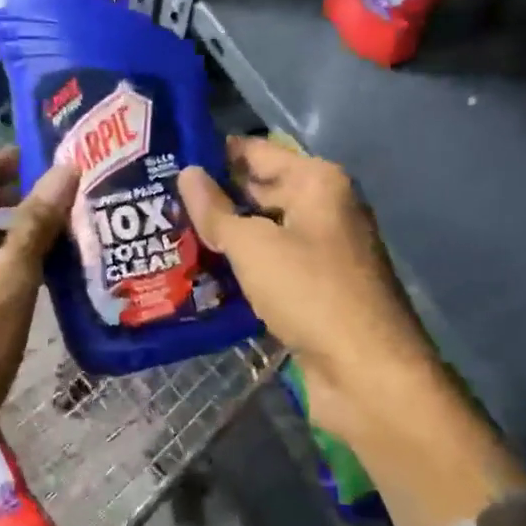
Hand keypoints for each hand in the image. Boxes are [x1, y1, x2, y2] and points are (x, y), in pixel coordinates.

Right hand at [176, 138, 442, 452]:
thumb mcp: (254, 247)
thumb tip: (187, 174)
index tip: (168, 158)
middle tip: (157, 200)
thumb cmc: (311, 293)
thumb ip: (217, 211)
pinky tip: (199, 272)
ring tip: (166, 234)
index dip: (214, 154)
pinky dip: (241, 266)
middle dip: (214, 197)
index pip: (257, 152)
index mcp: (317, 182)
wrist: (367, 373)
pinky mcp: (315, 288)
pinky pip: (270, 265)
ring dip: (224, 235)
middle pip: (260, 190)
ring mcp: (322, 250)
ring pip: (263, 231)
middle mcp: (323, 208)